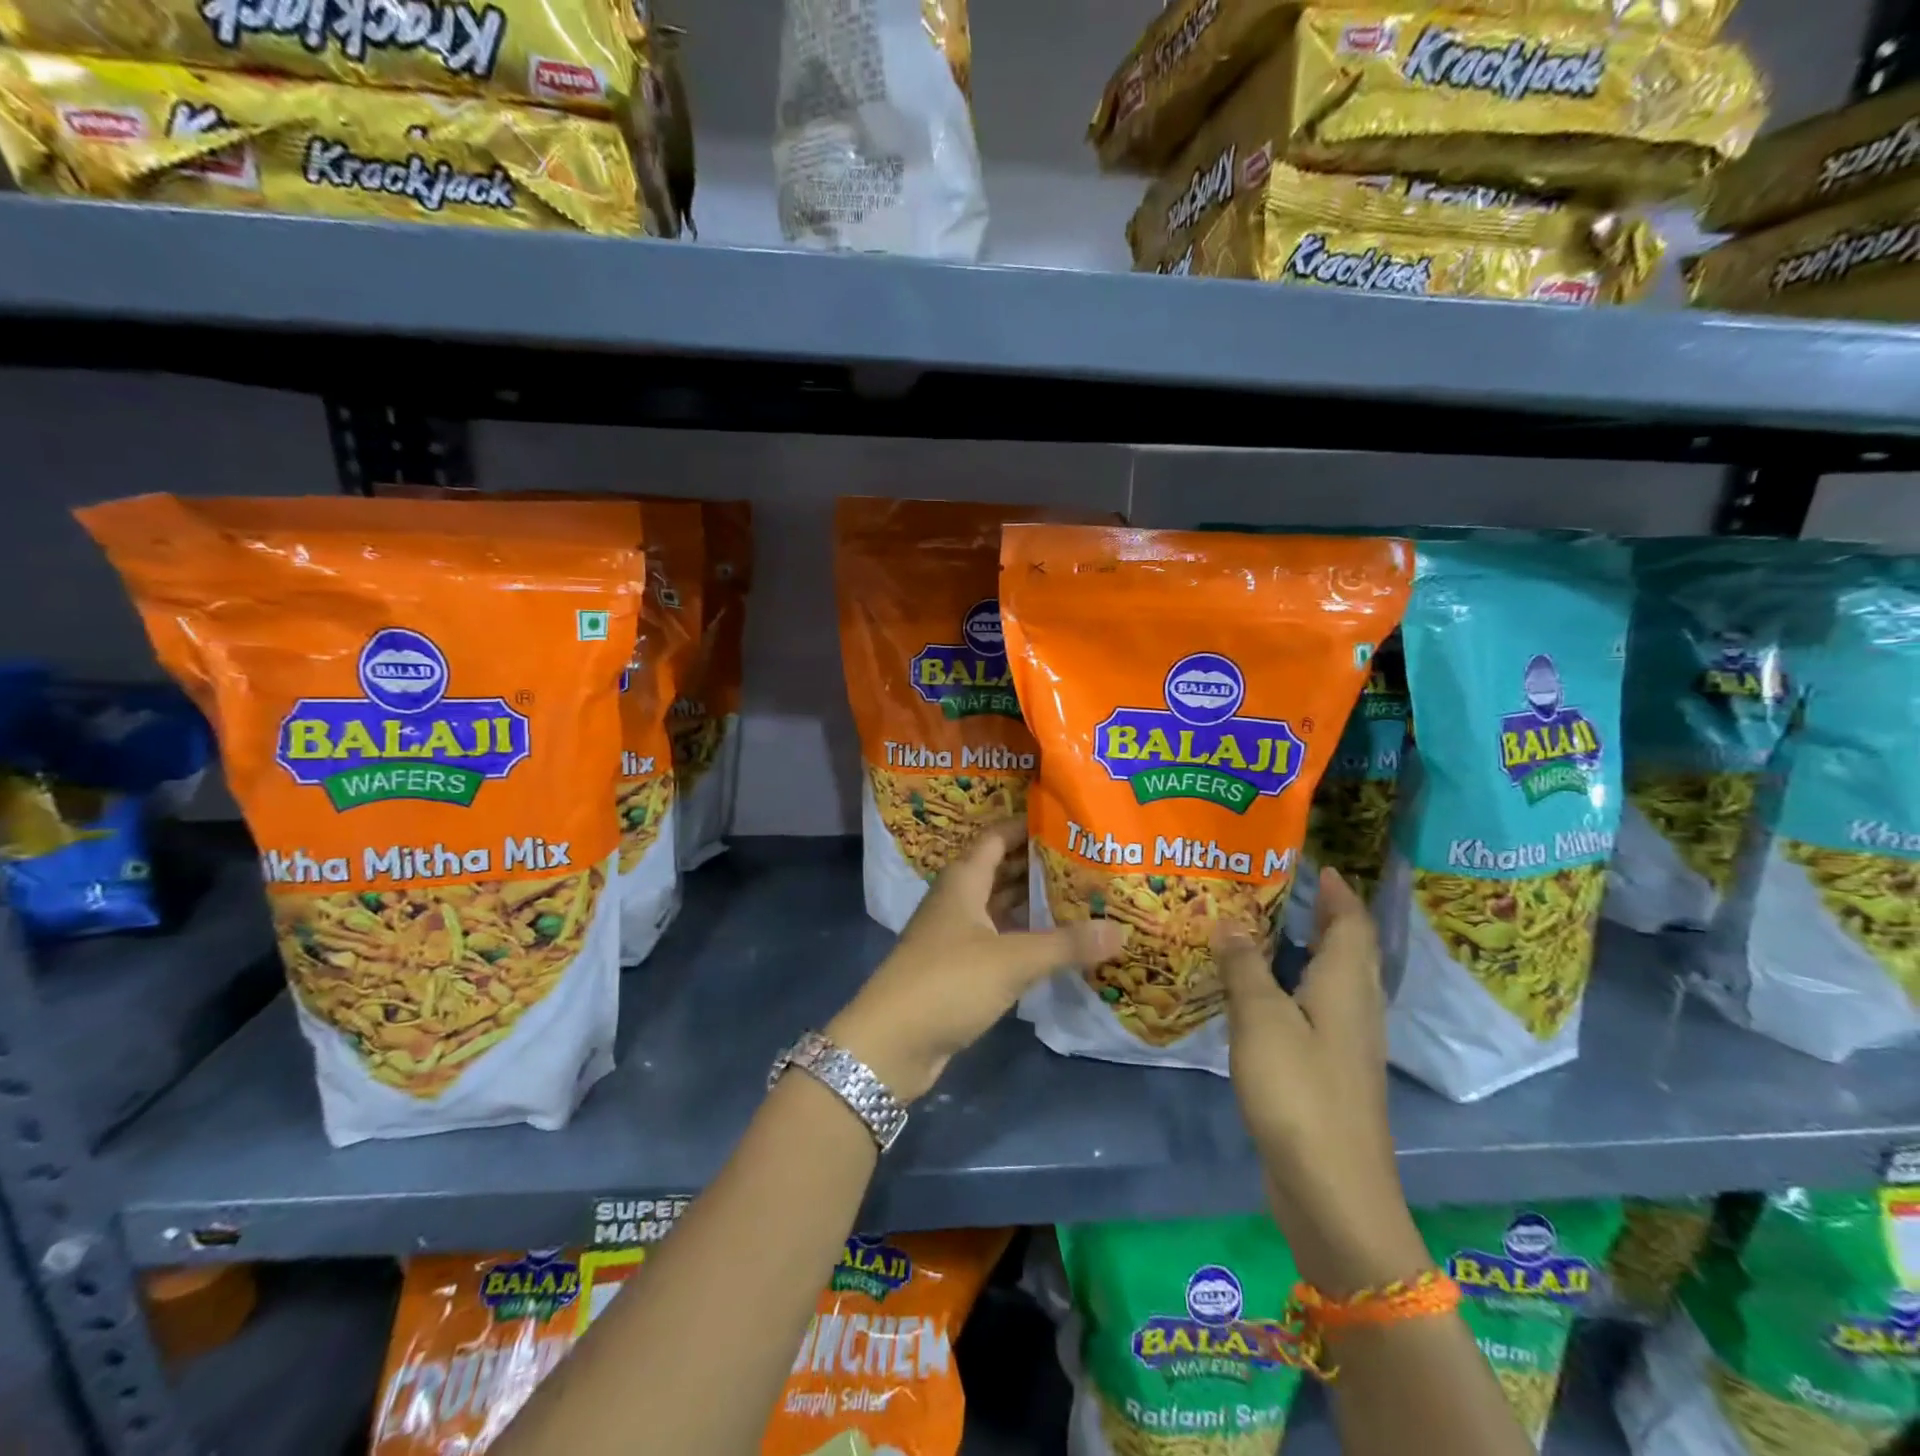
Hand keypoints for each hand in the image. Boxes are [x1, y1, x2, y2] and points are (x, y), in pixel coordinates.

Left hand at [827, 819, 1125, 1102]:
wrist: (891, 1043)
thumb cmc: (948, 982)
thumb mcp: (1012, 960)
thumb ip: (1066, 944)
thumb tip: (1121, 929)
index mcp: (963, 880)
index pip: (997, 837)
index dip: (1028, 826)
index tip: (1068, 822)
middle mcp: (958, 900)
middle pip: (1001, 870)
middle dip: (1040, 865)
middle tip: (1088, 861)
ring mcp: (956, 935)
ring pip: (1001, 907)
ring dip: (1034, 902)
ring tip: (1083, 897)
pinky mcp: (959, 968)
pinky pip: (999, 939)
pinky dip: (1025, 936)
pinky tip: (1057, 943)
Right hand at [1216, 868, 1426, 1295]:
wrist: (1333, 1192)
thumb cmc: (1299, 1094)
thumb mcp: (1261, 1021)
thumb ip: (1245, 968)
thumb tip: (1230, 924)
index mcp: (1346, 987)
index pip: (1352, 924)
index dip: (1338, 893)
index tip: (1319, 866)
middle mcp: (1355, 1010)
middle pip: (1350, 951)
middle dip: (1327, 917)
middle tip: (1286, 891)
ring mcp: (1345, 1046)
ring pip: (1334, 983)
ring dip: (1310, 952)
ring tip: (1267, 932)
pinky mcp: (1330, 1074)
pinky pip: (1316, 1012)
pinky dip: (1295, 989)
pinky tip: (1261, 995)